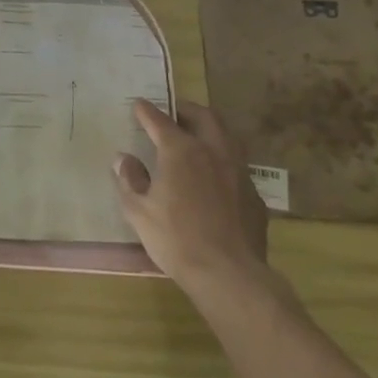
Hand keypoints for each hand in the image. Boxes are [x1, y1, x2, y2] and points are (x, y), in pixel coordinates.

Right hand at [114, 99, 269, 289]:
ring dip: (209, 130)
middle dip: (186, 110)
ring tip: (196, 138)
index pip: (160, 121)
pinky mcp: (253, 194)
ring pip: (226, 136)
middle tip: (173, 113)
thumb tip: (123, 159)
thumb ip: (129, 180)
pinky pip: (237, 165)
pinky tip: (214, 177)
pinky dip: (222, 160)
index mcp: (181, 151)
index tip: (138, 104)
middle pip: (204, 117)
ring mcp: (238, 171)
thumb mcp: (138, 211)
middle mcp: (213, 151)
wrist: (229, 273)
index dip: (146, 111)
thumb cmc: (176, 239)